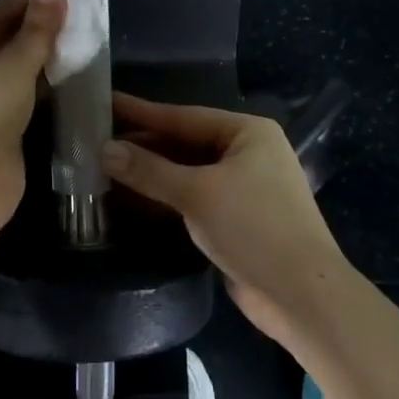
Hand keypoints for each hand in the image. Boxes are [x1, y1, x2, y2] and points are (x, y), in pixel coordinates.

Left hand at [0, 0, 66, 245]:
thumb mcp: (11, 65)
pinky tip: (71, 80)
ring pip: (15, 73)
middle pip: (4, 43)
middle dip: (40, 31)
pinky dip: (44, 90)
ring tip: (84, 42)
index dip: (29, 1)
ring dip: (44, 61)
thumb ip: (37, 28)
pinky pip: (22, 100)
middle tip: (82, 15)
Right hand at [103, 93, 353, 347]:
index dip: (142, 112)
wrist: (302, 296)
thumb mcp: (197, 193)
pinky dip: (165, 198)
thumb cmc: (254, 228)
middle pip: (184, 144)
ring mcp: (243, 187)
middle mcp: (247, 153)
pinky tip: (132, 199)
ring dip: (150, 174)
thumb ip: (149, 170)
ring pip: (187, 172)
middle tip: (96, 141)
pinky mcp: (236, 219)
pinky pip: (193, 198)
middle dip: (143, 146)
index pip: (184, 116)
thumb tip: (104, 150)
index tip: (106, 103)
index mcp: (247, 133)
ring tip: (104, 168)